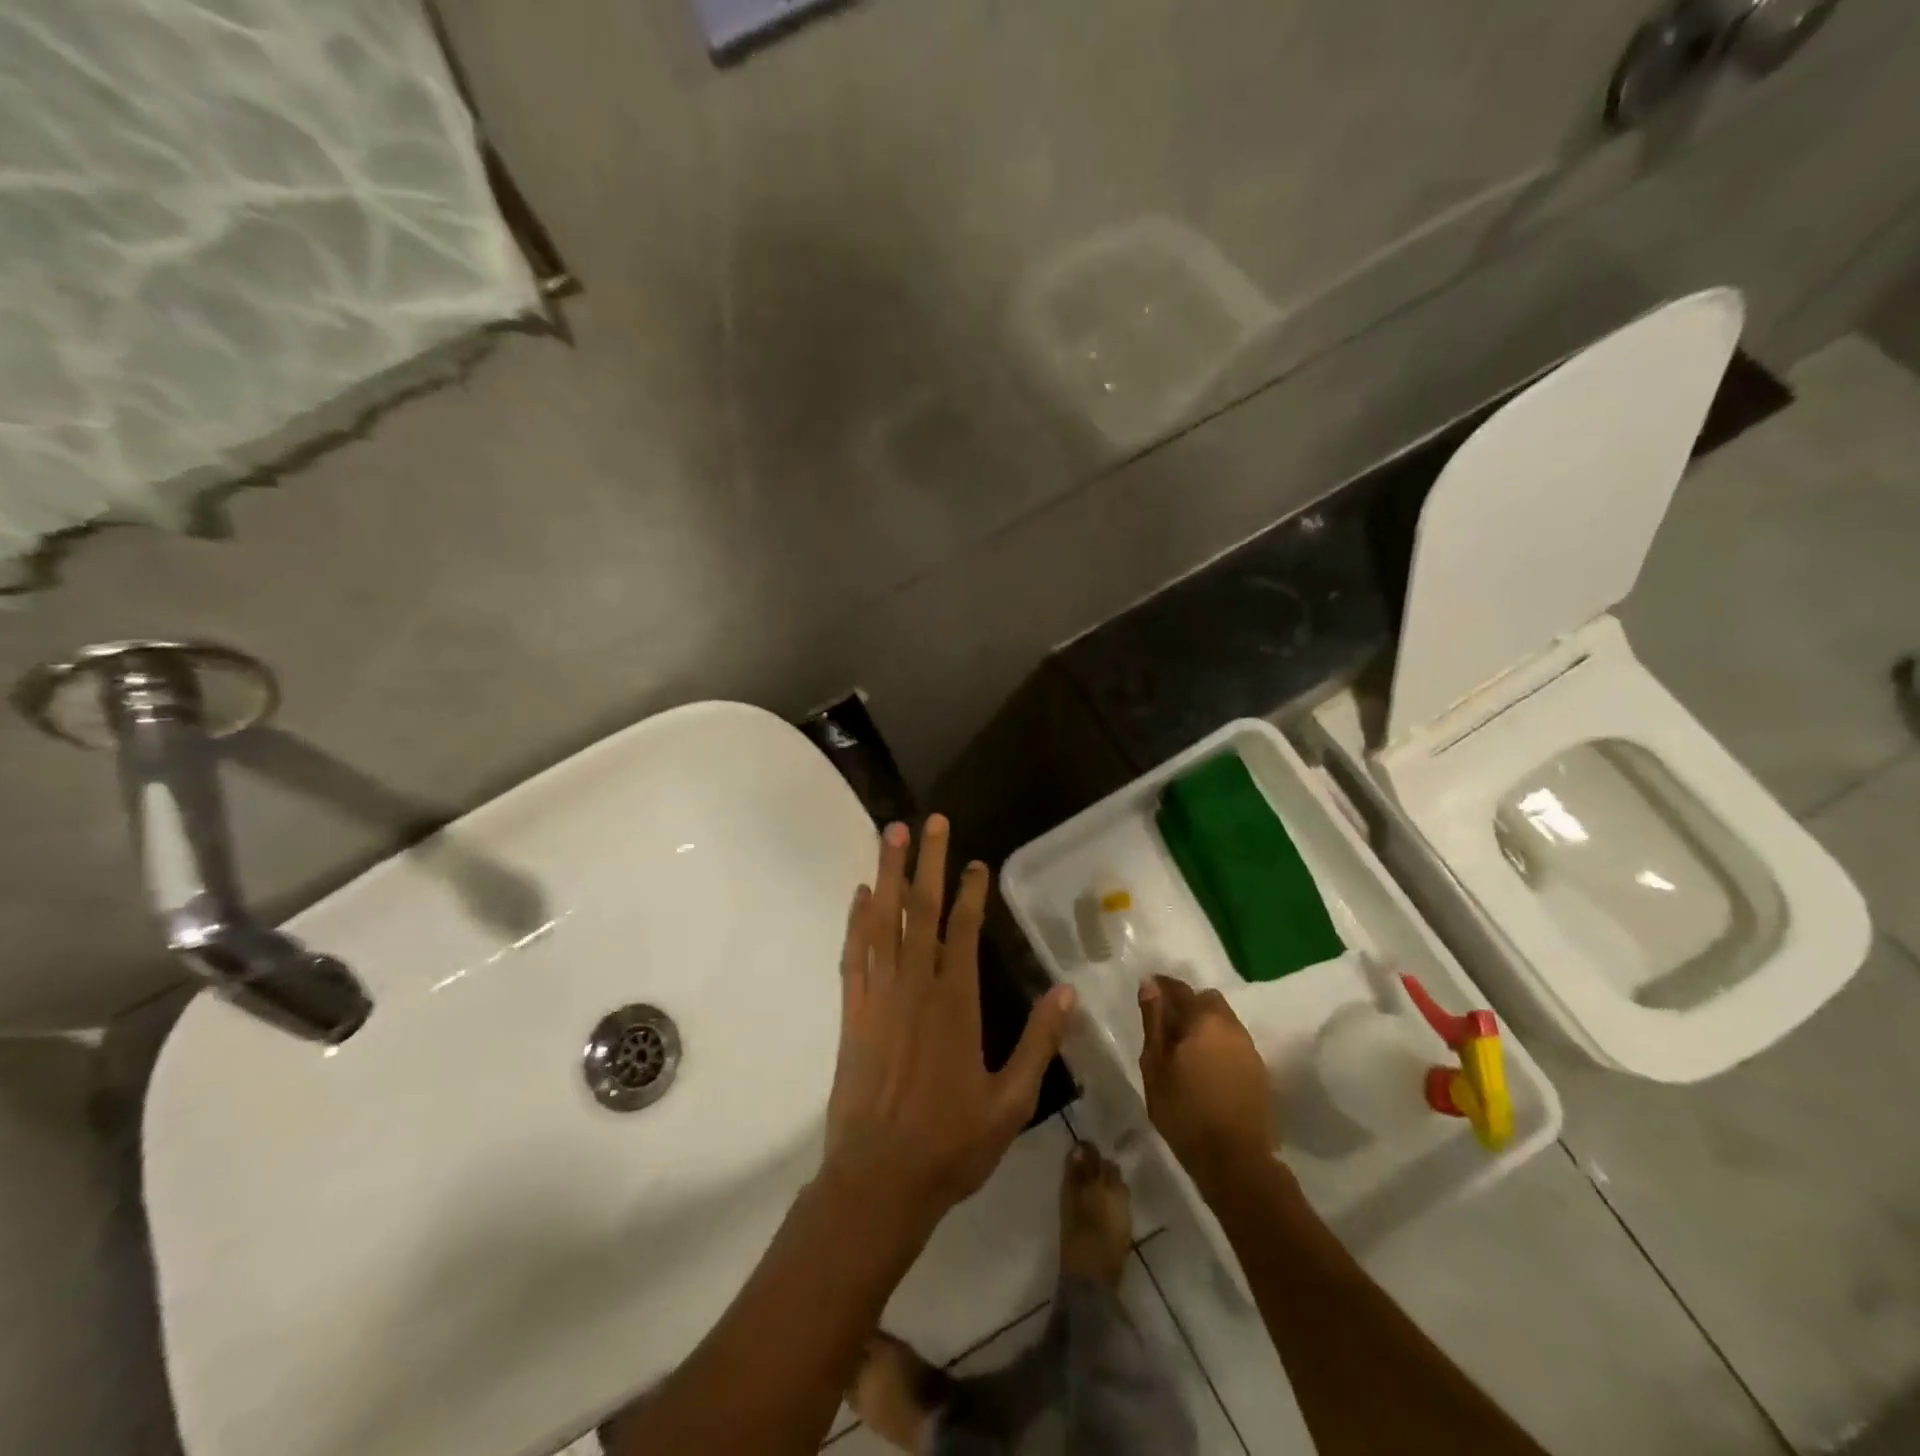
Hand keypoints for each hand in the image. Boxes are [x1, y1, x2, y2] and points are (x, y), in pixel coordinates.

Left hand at [823, 816, 1074, 1237]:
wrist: (878, 1180)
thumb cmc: (950, 1144)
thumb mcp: (1011, 1102)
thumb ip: (1039, 1043)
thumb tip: (1067, 992)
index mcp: (956, 1004)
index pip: (965, 932)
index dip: (971, 892)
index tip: (976, 862)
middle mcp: (916, 987)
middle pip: (922, 911)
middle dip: (927, 862)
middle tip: (930, 821)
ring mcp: (879, 996)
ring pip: (884, 921)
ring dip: (887, 874)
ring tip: (890, 835)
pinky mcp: (853, 1012)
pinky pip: (854, 954)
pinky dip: (856, 921)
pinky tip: (860, 895)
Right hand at [1138, 975, 1274, 1189]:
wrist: (1237, 1162)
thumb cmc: (1185, 1112)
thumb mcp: (1155, 1066)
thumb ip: (1153, 1021)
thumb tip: (1149, 984)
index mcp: (1203, 1019)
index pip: (1180, 988)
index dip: (1161, 986)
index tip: (1147, 992)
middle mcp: (1231, 1025)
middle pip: (1207, 1000)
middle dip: (1187, 1004)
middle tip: (1167, 1025)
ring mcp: (1249, 1048)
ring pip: (1223, 1021)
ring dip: (1204, 1024)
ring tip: (1185, 1049)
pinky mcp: (1259, 1070)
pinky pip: (1233, 1042)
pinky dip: (1218, 1044)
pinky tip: (1205, 1067)